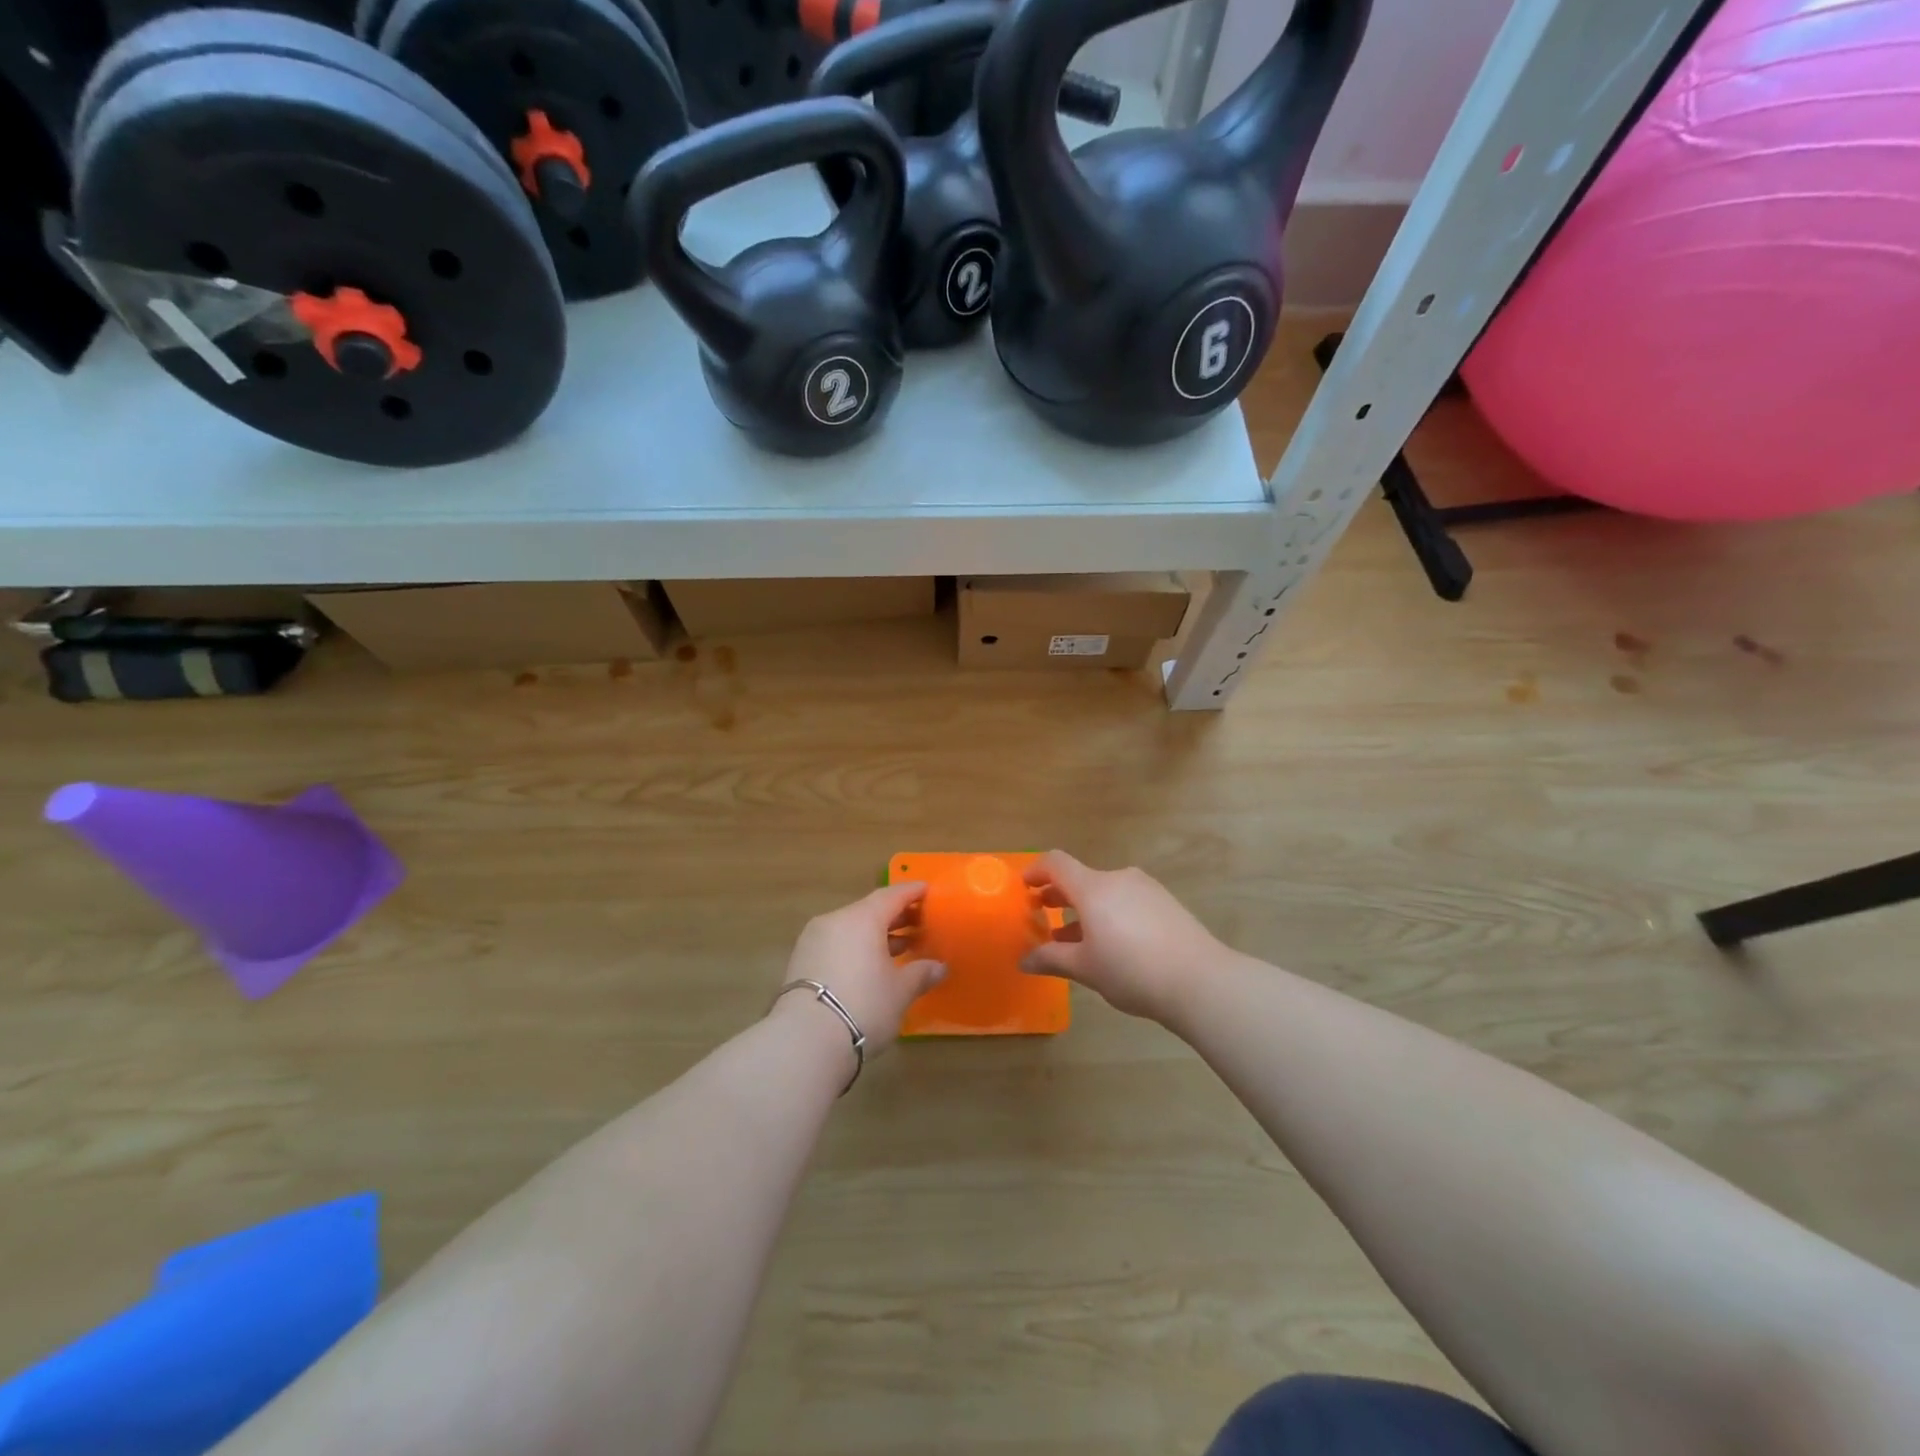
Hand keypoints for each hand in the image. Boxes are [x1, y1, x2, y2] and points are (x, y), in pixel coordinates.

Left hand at [776, 882, 944, 1056]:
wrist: (805, 1041)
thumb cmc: (863, 1006)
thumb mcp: (900, 991)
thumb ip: (921, 973)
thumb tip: (939, 967)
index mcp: (862, 918)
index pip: (892, 895)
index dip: (912, 892)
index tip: (928, 891)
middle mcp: (835, 921)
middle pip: (870, 910)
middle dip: (896, 916)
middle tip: (920, 923)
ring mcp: (813, 940)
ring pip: (851, 928)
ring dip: (876, 935)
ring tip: (900, 948)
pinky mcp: (801, 962)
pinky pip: (837, 944)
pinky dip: (856, 948)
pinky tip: (871, 966)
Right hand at [1020, 851, 1226, 1024]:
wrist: (1200, 981)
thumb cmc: (1132, 971)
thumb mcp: (1086, 968)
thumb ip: (1052, 959)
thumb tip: (1025, 960)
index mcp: (1093, 888)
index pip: (1056, 863)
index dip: (1036, 870)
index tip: (1024, 886)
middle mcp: (1118, 879)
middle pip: (1081, 878)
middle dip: (1059, 895)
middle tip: (1043, 914)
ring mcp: (1146, 889)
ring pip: (1104, 891)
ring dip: (1084, 908)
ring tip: (1075, 937)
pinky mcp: (1165, 903)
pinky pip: (1126, 900)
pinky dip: (1109, 913)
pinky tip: (1111, 943)